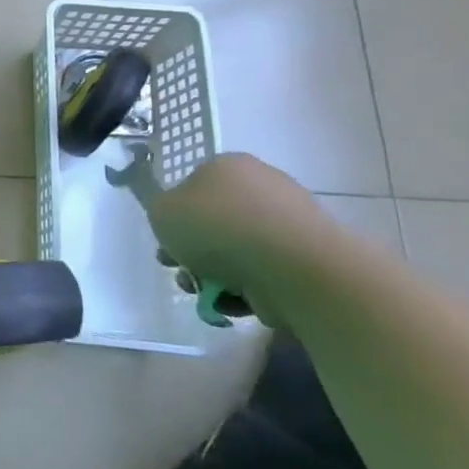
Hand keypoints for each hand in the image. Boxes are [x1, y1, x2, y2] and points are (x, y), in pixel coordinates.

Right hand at [144, 153, 340, 321]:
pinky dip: (247, 290)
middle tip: (182, 273)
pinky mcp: (309, 259)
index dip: (174, 217)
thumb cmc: (218, 227)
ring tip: (207, 294)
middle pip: (215, 222)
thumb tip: (177, 215)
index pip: (192, 187)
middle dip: (194, 253)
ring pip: (237, 252)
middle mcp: (263, 187)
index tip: (165, 243)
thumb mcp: (161, 211)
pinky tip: (236, 302)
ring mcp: (290, 223)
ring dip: (215, 276)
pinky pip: (265, 274)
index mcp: (229, 166)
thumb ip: (159, 208)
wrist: (293, 267)